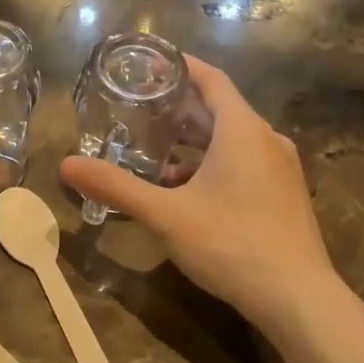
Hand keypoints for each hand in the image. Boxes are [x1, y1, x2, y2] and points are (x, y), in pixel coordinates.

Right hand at [59, 58, 341, 336]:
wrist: (297, 297)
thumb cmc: (230, 244)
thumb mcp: (165, 215)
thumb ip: (116, 187)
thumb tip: (66, 165)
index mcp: (242, 130)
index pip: (211, 79)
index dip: (181, 67)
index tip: (150, 65)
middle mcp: (267, 140)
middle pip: (220, 111)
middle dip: (180, 110)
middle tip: (139, 112)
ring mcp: (281, 169)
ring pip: (233, 142)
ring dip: (195, 144)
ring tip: (155, 155)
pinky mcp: (284, 195)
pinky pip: (245, 164)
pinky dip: (214, 166)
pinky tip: (189, 193)